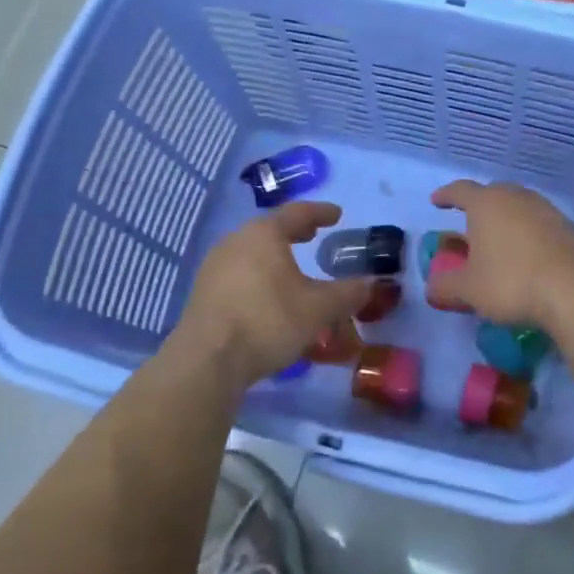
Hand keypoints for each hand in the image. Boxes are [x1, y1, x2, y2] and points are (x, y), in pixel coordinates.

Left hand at [176, 203, 370, 387]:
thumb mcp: (319, 309)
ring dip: (274, 257)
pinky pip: (238, 274)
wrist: (207, 361)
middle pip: (269, 230)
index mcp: (264, 234)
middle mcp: (235, 241)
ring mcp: (214, 267)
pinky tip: (268, 297)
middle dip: (294, 233)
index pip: (297, 212)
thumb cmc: (268, 321)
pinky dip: (258, 277)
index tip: (336, 214)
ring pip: (251, 252)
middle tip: (313, 236)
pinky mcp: (202, 293)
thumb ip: (348, 293)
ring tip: (292, 270)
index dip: (320, 212)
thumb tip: (371, 283)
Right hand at [426, 180, 573, 328]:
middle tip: (470, 224)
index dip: (446, 195)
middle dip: (479, 207)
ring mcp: (548, 210)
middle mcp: (517, 198)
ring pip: (520, 208)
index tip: (437, 201)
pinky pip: (541, 225)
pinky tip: (528, 257)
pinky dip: (529, 236)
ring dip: (507, 221)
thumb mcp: (469, 289)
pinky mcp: (571, 229)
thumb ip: (446, 286)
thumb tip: (432, 287)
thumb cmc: (511, 282)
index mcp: (486, 203)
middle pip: (494, 194)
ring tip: (499, 241)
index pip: (460, 190)